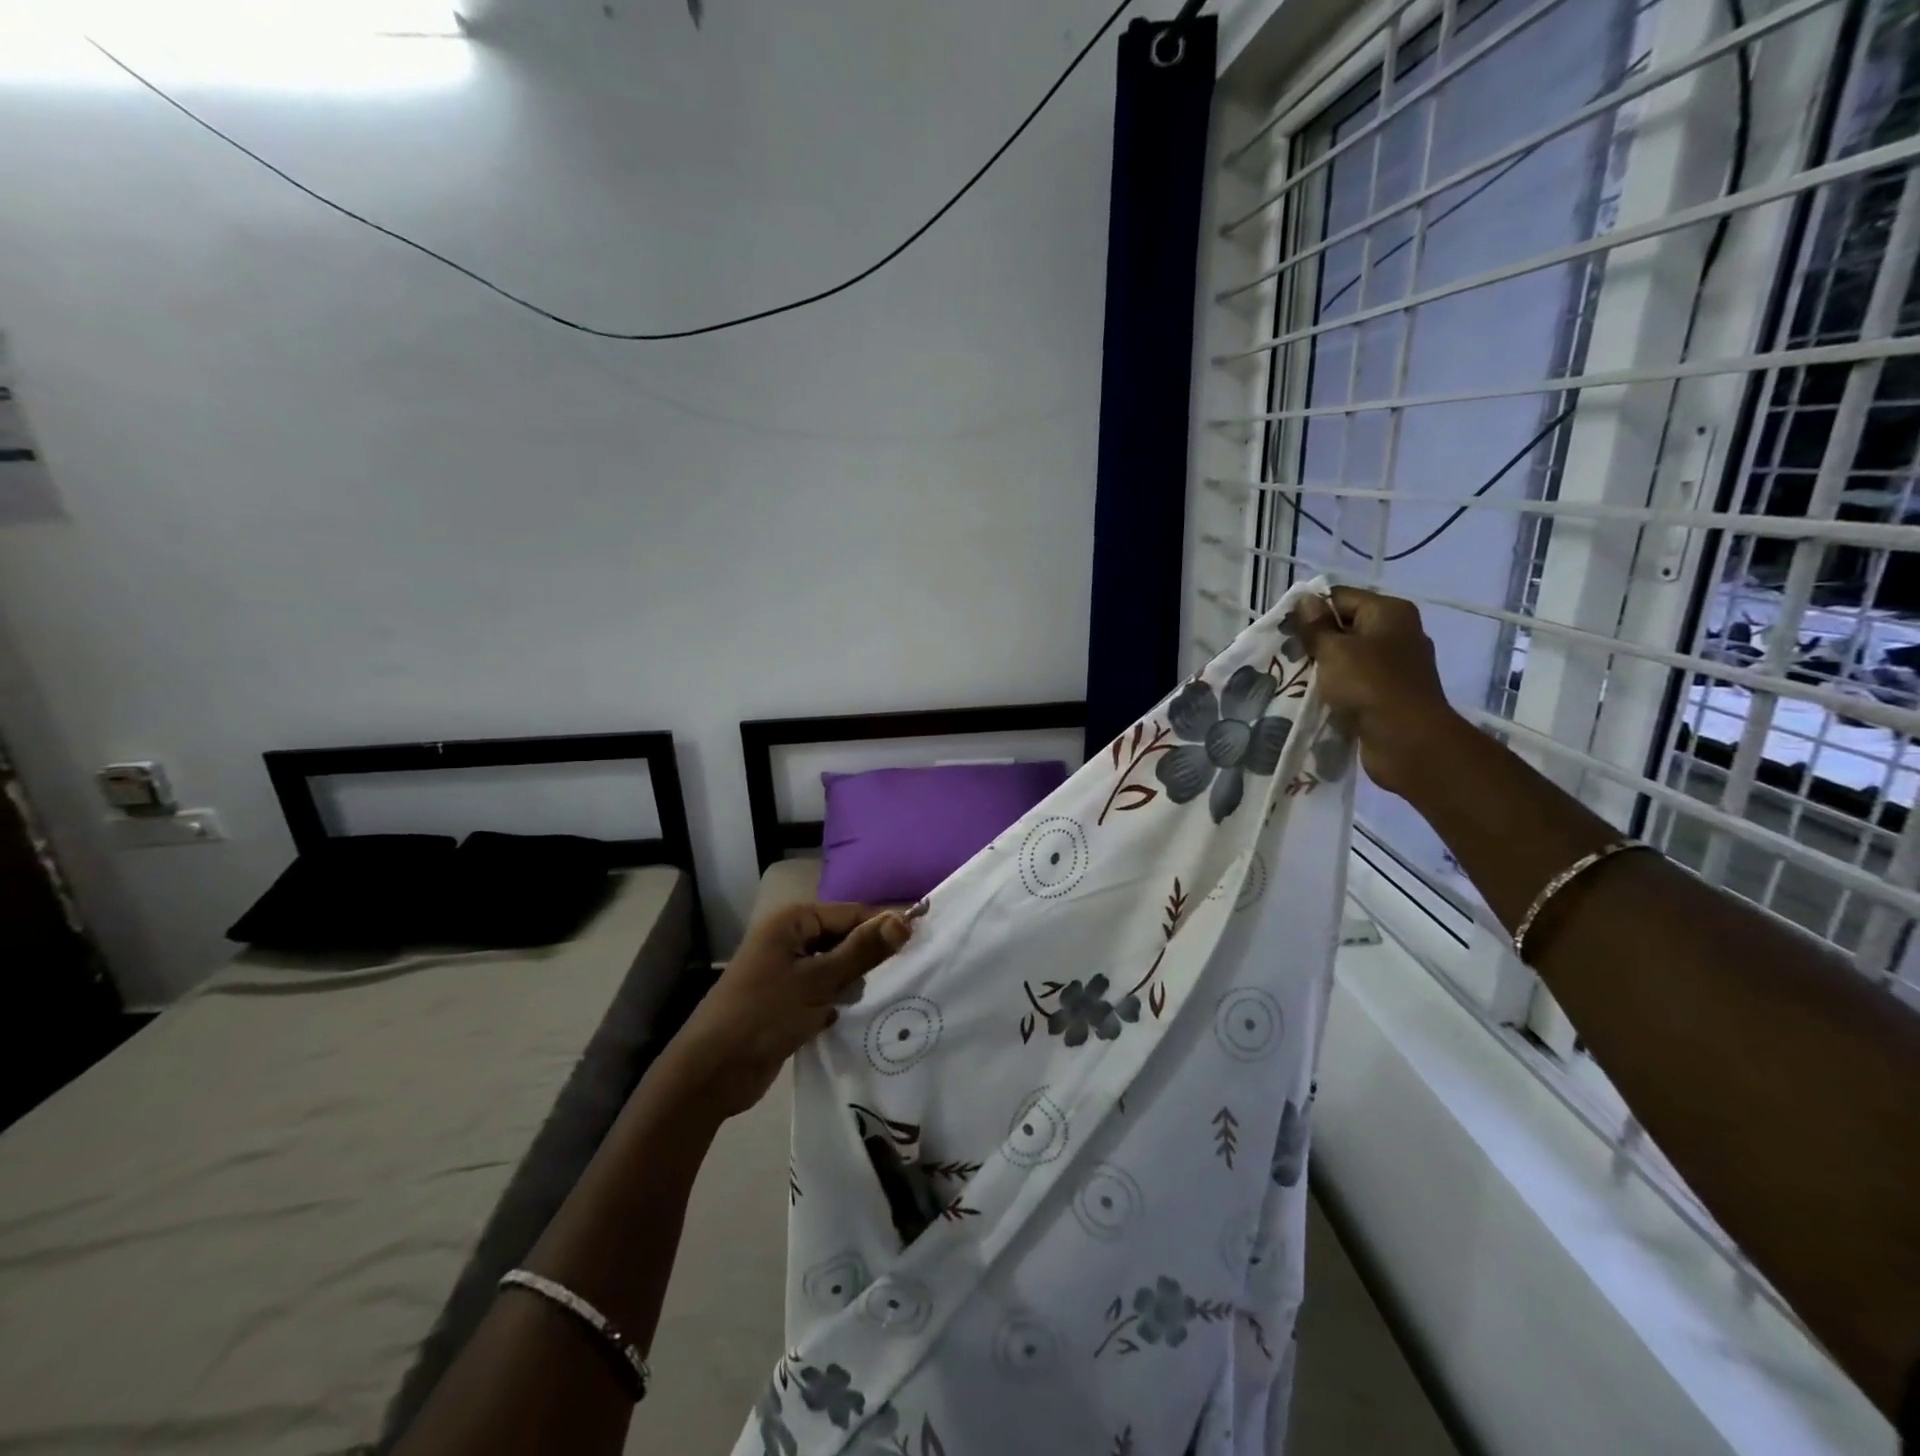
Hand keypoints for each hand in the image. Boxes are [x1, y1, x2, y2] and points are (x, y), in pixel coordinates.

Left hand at [656, 903, 912, 1120]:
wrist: (710, 1074)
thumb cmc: (763, 1015)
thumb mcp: (818, 981)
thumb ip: (862, 950)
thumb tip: (904, 919)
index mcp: (792, 921)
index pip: (851, 914)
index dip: (883, 926)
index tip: (920, 944)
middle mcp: (789, 939)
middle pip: (844, 938)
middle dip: (869, 957)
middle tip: (906, 975)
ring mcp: (786, 971)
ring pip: (836, 967)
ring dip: (855, 982)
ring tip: (884, 996)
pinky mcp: (787, 1000)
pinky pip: (824, 991)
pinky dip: (840, 1001)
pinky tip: (858, 1015)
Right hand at [1289, 586, 1468, 797]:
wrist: (1407, 741)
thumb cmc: (1369, 686)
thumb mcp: (1334, 651)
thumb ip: (1316, 626)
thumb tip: (1306, 599)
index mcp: (1390, 612)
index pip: (1341, 597)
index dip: (1311, 611)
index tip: (1285, 631)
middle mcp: (1398, 632)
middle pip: (1347, 625)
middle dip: (1316, 640)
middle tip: (1287, 655)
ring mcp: (1397, 665)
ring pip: (1350, 656)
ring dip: (1325, 666)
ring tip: (1297, 677)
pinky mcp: (1392, 693)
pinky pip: (1358, 681)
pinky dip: (1339, 686)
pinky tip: (1318, 696)